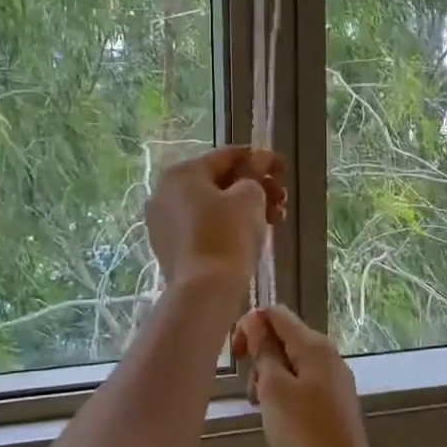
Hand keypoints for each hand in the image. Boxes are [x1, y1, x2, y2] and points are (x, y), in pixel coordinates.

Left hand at [146, 146, 286, 290]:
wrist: (204, 290)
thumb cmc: (227, 235)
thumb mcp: (250, 197)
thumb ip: (255, 174)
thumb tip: (256, 162)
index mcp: (182, 173)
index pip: (226, 156)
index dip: (260, 159)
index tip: (283, 168)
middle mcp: (165, 192)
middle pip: (219, 181)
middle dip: (256, 187)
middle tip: (282, 199)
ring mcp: (164, 222)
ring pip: (212, 205)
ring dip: (246, 208)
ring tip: (275, 219)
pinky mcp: (169, 247)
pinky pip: (203, 226)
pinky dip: (228, 225)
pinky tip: (253, 234)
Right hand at [232, 304, 379, 446]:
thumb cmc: (303, 433)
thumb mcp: (274, 388)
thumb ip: (264, 350)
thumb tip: (255, 320)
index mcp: (314, 345)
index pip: (276, 314)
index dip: (250, 325)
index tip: (236, 355)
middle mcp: (327, 355)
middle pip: (284, 338)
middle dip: (260, 357)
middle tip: (252, 391)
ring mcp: (333, 380)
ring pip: (290, 364)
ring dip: (269, 380)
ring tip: (263, 410)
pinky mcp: (333, 403)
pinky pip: (301, 385)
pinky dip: (284, 395)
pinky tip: (279, 420)